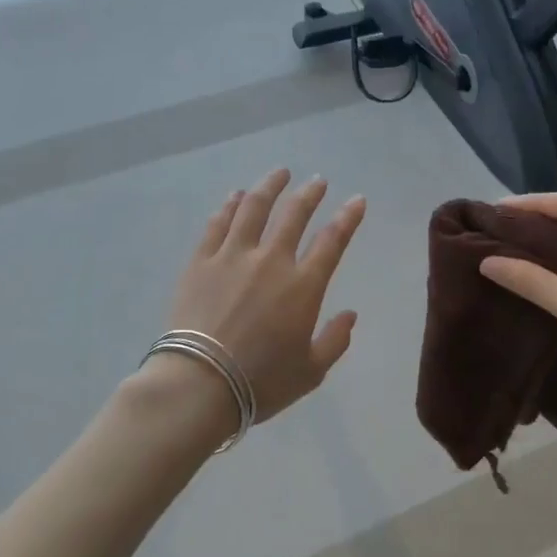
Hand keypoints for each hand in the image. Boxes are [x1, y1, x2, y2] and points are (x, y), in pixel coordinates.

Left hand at [166, 169, 367, 422]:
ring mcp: (233, 257)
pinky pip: (218, 224)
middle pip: (294, 214)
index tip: (357, 200)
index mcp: (303, 286)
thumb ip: (335, 340)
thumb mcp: (311, 371)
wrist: (200, 384)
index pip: (332, 241)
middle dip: (310, 193)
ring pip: (254, 208)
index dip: (348, 217)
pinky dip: (229, 205)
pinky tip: (235, 196)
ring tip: (280, 173)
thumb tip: (350, 315)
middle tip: (318, 181)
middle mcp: (271, 261)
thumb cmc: (261, 382)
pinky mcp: (201, 262)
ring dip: (270, 187)